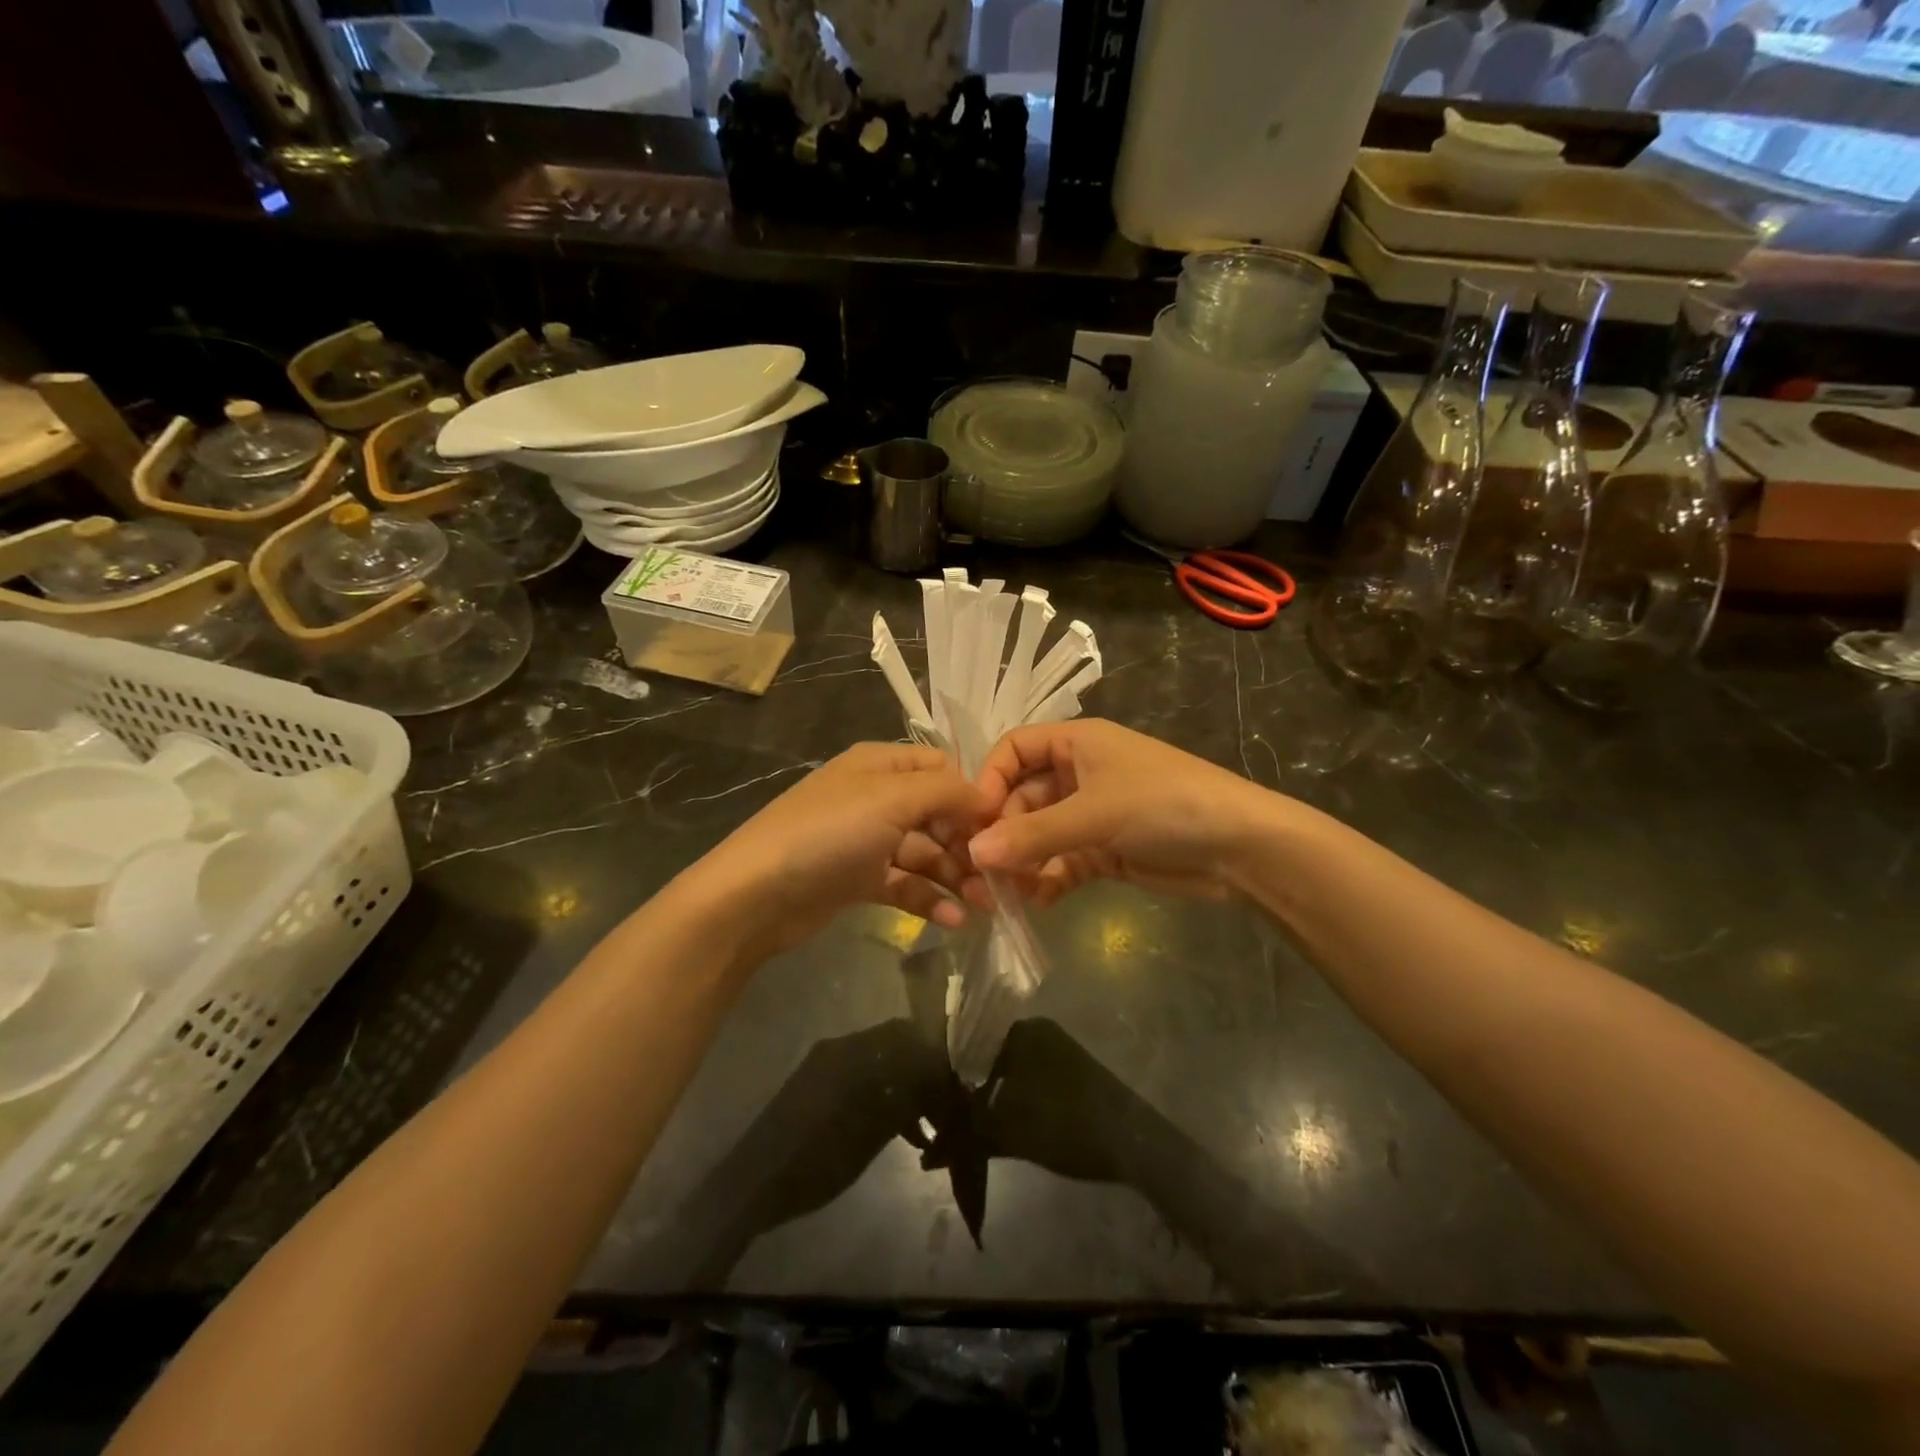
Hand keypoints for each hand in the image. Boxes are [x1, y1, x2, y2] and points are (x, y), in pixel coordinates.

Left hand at [691, 743, 989, 956]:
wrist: (756, 895)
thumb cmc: (829, 834)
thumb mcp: (891, 799)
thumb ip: (945, 793)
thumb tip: (987, 797)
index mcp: (880, 765)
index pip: (942, 769)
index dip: (973, 795)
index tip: (1002, 827)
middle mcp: (876, 797)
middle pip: (937, 814)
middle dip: (969, 843)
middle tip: (999, 877)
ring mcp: (866, 840)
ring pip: (925, 853)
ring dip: (955, 876)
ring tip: (984, 905)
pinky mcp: (859, 879)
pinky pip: (905, 884)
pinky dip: (929, 899)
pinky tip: (954, 920)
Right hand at [966, 719, 1272, 907]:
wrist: (1240, 847)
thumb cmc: (1163, 805)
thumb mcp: (1094, 814)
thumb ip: (1032, 835)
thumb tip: (972, 855)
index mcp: (1076, 743)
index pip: (1015, 750)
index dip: (990, 780)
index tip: (974, 820)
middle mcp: (1080, 774)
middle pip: (1023, 798)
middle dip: (1003, 833)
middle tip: (982, 871)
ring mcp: (1093, 814)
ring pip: (1041, 835)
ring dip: (1022, 862)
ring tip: (1004, 895)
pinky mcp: (1106, 850)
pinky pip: (1063, 862)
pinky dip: (1049, 880)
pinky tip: (1037, 901)